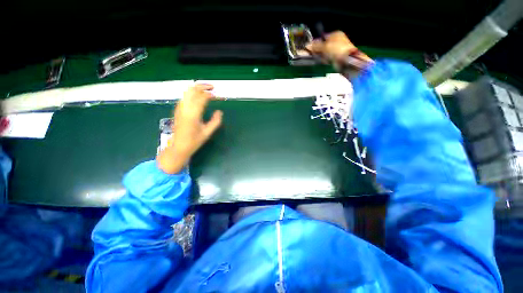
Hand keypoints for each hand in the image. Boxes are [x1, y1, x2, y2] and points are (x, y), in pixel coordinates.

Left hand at [157, 84, 222, 173]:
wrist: (178, 147)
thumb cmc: (194, 141)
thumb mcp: (207, 133)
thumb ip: (215, 121)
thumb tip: (219, 112)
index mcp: (193, 114)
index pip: (201, 98)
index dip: (210, 94)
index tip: (217, 96)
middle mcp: (184, 108)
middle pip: (192, 90)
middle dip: (202, 86)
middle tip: (212, 87)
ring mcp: (179, 108)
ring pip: (187, 92)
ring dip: (197, 88)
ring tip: (206, 90)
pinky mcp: (177, 110)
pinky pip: (184, 97)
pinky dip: (192, 93)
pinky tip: (198, 97)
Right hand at [306, 31, 371, 65]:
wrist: (346, 61)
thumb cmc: (337, 50)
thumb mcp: (325, 46)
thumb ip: (316, 46)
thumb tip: (307, 45)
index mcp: (335, 34)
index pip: (323, 37)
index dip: (316, 42)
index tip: (311, 47)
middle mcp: (337, 41)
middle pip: (323, 45)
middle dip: (318, 50)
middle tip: (314, 53)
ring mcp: (337, 50)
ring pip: (325, 53)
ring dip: (321, 56)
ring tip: (320, 58)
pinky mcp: (336, 58)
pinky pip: (328, 58)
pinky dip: (325, 60)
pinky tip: (325, 61)